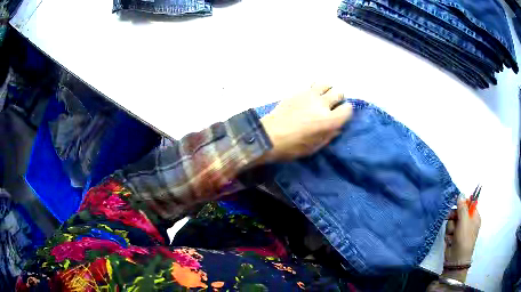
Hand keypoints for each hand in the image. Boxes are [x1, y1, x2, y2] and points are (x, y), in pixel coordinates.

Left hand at [260, 84, 352, 161]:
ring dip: (328, 90)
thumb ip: (330, 135)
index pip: (348, 109)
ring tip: (322, 98)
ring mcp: (309, 95)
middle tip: (332, 106)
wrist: (269, 136)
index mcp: (329, 121)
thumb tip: (338, 127)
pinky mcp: (298, 91)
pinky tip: (310, 97)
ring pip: (326, 84)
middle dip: (338, 99)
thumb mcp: (315, 147)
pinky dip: (315, 89)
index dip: (346, 112)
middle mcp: (322, 104)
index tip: (341, 116)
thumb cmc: (293, 147)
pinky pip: (312, 85)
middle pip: (339, 93)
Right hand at [442, 198, 480, 281]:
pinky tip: (450, 238)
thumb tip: (460, 194)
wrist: (456, 259)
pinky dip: (448, 232)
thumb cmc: (464, 239)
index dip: (462, 204)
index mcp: (475, 217)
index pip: (469, 204)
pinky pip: (449, 228)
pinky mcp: (453, 235)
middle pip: (459, 211)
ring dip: (451, 226)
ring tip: (452, 234)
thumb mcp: (464, 222)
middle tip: (451, 218)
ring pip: (452, 220)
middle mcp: (468, 221)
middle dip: (454, 216)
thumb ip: (462, 208)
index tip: (456, 205)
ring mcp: (460, 229)